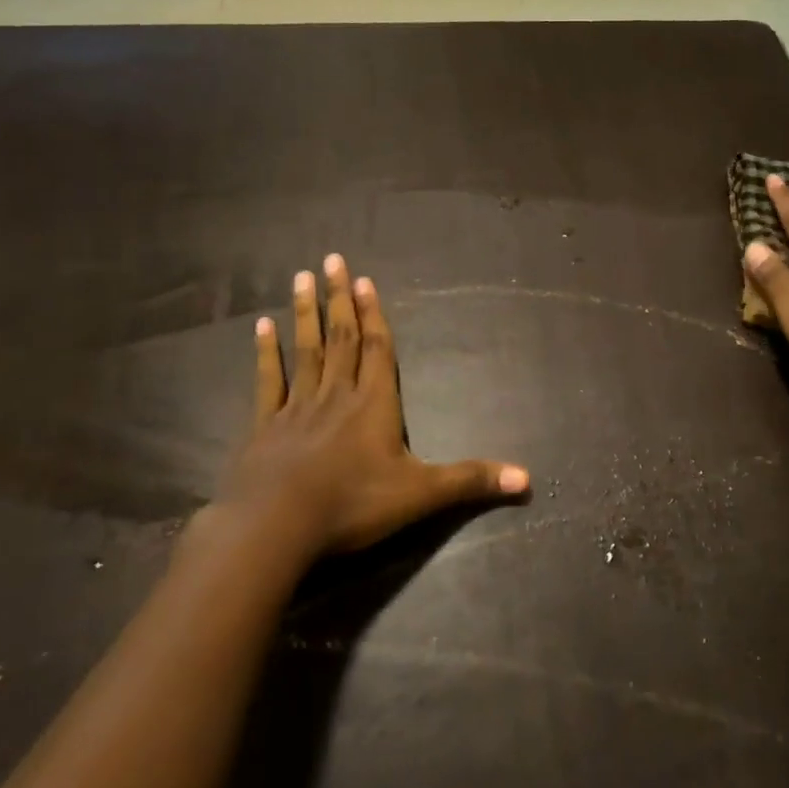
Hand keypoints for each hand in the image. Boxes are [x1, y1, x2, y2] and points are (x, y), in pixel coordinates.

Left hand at [199, 255, 528, 561]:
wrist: (276, 527)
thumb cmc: (353, 505)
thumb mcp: (421, 495)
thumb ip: (471, 481)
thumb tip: (527, 479)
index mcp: (374, 404)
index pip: (378, 349)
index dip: (373, 314)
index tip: (363, 280)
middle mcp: (336, 395)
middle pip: (342, 339)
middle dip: (339, 300)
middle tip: (331, 260)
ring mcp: (297, 407)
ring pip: (305, 350)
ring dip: (306, 314)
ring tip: (301, 277)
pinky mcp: (265, 426)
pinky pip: (268, 381)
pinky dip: (265, 353)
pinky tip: (261, 326)